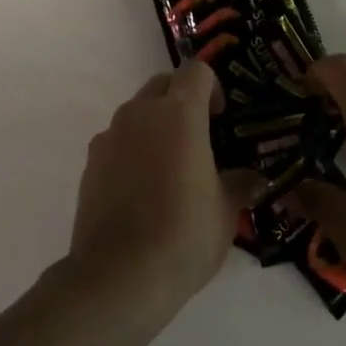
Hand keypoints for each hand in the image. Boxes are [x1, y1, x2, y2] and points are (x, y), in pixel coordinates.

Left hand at [68, 64, 259, 316]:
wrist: (119, 275)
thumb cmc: (184, 234)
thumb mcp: (225, 211)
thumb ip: (240, 185)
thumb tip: (255, 179)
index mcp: (179, 113)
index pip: (196, 70)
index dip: (212, 86)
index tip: (221, 117)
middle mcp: (141, 113)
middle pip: (162, 84)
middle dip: (182, 99)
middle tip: (200, 136)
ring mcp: (110, 136)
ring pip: (136, 111)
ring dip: (155, 125)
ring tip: (171, 166)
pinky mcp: (90, 163)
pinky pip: (116, 141)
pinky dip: (132, 150)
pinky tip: (142, 189)